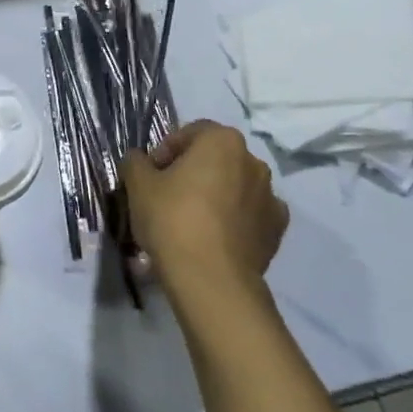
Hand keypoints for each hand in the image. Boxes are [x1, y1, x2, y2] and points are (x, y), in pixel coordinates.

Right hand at [123, 121, 288, 317]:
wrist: (211, 278)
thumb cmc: (172, 219)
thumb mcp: (138, 185)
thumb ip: (135, 162)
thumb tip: (138, 159)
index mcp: (222, 141)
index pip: (190, 133)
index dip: (165, 150)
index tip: (151, 174)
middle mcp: (253, 161)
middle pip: (215, 159)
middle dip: (192, 172)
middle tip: (168, 196)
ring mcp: (270, 196)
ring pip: (235, 186)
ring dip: (215, 195)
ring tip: (191, 221)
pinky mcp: (277, 229)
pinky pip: (250, 215)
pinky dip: (235, 220)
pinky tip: (215, 237)